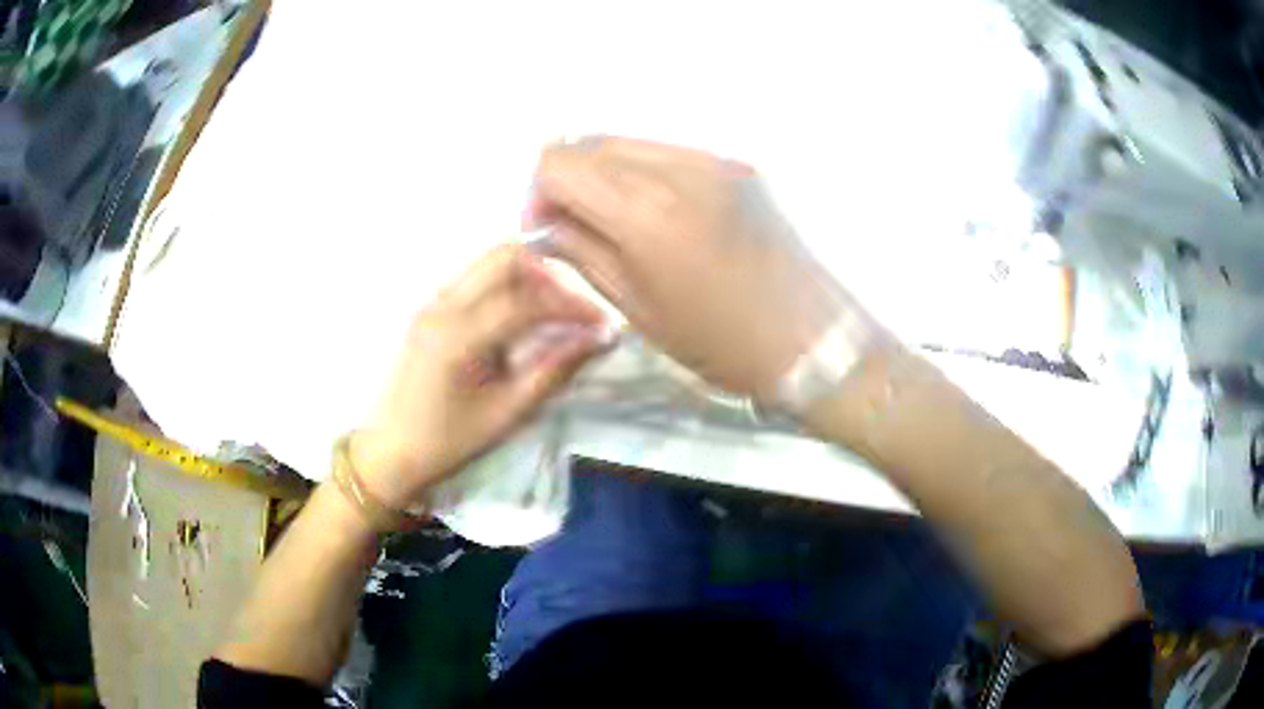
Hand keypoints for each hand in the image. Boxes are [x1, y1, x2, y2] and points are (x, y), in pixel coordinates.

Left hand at [350, 244, 608, 509]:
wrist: (392, 450)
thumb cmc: (449, 441)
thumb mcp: (507, 413)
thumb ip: (554, 369)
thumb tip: (600, 339)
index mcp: (458, 336)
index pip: (526, 301)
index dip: (571, 306)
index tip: (602, 321)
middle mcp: (442, 306)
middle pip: (504, 257)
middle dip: (548, 273)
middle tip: (573, 307)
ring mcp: (432, 302)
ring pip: (487, 261)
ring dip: (526, 274)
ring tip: (552, 309)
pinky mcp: (430, 308)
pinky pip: (474, 277)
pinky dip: (505, 283)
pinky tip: (520, 313)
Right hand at [528, 137, 875, 403]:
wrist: (812, 338)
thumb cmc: (721, 341)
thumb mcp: (639, 308)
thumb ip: (582, 252)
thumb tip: (544, 225)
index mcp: (647, 211)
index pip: (559, 162)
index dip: (538, 194)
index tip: (547, 230)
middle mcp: (678, 167)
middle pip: (590, 142)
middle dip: (568, 179)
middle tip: (575, 225)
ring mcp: (714, 159)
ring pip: (628, 142)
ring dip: (605, 174)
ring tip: (616, 221)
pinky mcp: (737, 164)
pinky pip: (668, 151)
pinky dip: (643, 173)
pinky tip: (657, 213)